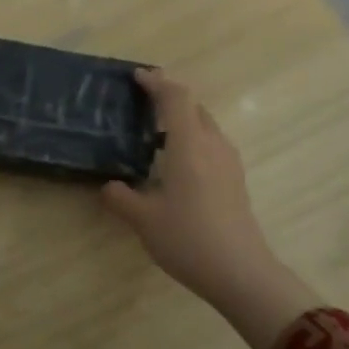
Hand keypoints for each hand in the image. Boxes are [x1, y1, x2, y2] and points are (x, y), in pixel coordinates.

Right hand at [102, 69, 318, 348]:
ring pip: (206, 126)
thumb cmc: (188, 239)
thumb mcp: (143, 220)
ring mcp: (228, 163)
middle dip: (170, 98)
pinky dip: (192, 139)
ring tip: (155, 131)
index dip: (157, 83)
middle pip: (194, 108)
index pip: (176, 99)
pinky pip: (211, 145)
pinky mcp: (234, 181)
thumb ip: (121, 198)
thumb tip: (108, 186)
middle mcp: (213, 146)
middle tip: (142, 101)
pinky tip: (175, 161)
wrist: (240, 272)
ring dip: (183, 120)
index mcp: (189, 146)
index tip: (138, 76)